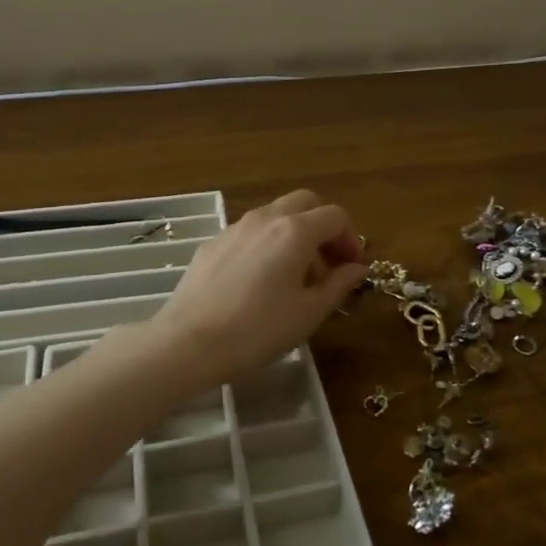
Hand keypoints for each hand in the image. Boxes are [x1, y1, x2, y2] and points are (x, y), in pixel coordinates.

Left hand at [146, 190, 366, 388]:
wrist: (188, 342)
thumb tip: (357, 268)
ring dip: (296, 235)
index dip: (351, 239)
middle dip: (324, 228)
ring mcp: (236, 227)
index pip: (335, 217)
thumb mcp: (308, 313)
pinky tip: (261, 281)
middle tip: (329, 264)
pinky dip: (268, 244)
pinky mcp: (214, 242)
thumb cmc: (257, 330)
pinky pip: (251, 232)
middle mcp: (266, 218)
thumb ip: (338, 285)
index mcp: (295, 231)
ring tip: (296, 277)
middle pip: (306, 203)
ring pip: (276, 215)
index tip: (353, 268)